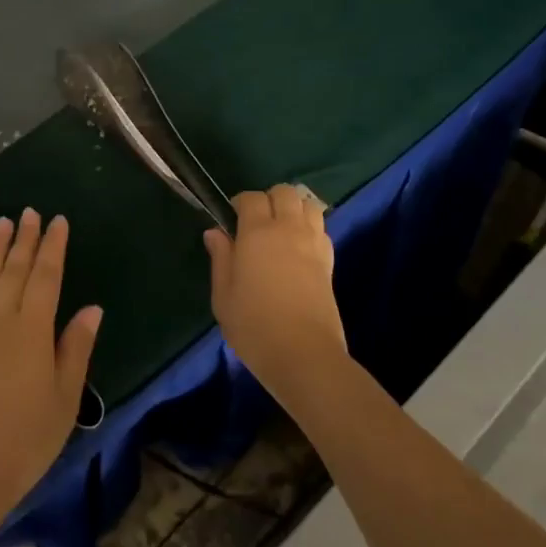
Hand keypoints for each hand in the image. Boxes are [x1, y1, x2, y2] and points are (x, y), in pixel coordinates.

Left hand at [0, 210, 101, 544]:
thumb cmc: (24, 441)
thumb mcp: (64, 400)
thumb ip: (76, 349)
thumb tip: (91, 309)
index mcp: (31, 332)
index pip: (45, 277)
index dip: (52, 247)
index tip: (58, 221)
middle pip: (13, 269)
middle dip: (23, 239)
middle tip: (30, 212)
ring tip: (2, 223)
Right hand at [205, 186, 346, 405]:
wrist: (303, 354)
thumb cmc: (254, 325)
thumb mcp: (223, 295)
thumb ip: (220, 258)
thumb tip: (216, 232)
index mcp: (257, 233)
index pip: (251, 197)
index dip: (239, 203)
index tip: (231, 220)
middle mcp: (288, 229)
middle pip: (285, 192)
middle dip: (269, 199)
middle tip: (256, 222)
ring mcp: (313, 243)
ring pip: (308, 205)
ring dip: (294, 209)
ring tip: (281, 230)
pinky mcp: (330, 261)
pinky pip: (321, 228)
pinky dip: (310, 228)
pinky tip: (298, 248)